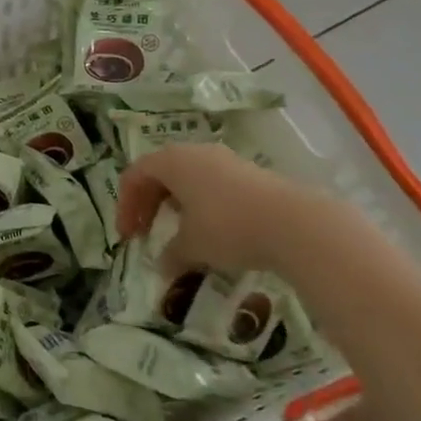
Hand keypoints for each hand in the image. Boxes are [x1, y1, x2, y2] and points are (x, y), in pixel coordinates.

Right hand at [118, 144, 388, 281]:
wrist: (295, 224)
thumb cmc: (228, 227)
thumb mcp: (192, 246)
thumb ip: (170, 254)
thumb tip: (161, 267)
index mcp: (171, 161)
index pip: (134, 175)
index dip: (125, 206)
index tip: (127, 237)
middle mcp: (194, 152)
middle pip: (160, 172)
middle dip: (148, 203)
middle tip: (146, 232)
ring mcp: (224, 160)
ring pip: (187, 177)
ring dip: (175, 203)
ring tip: (179, 233)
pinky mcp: (249, 174)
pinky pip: (212, 184)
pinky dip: (201, 204)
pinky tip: (212, 231)